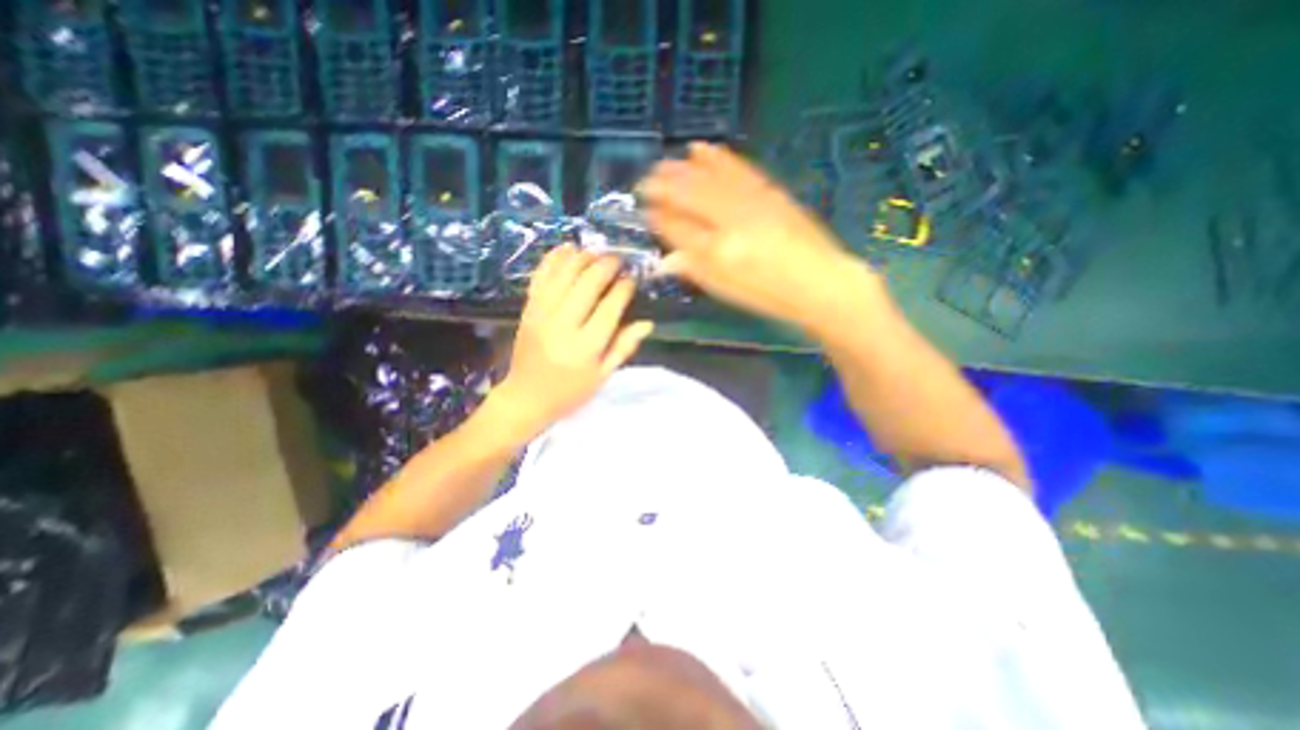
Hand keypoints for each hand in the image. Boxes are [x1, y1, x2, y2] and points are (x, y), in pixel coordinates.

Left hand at [484, 246, 655, 440]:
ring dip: (583, 257)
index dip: (624, 288)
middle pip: (587, 283)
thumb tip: (648, 323)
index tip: (632, 279)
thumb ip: (624, 347)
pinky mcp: (528, 308)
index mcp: (586, 347)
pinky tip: (569, 249)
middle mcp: (563, 325)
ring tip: (597, 254)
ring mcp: (542, 313)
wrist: (526, 396)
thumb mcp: (603, 375)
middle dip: (606, 265)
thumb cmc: (570, 391)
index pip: (610, 307)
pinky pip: (541, 275)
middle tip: (618, 260)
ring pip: (564, 273)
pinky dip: (554, 258)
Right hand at [641, 140, 877, 334]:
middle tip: (646, 181)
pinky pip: (737, 168)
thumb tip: (665, 261)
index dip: (658, 218)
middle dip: (663, 186)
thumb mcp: (727, 291)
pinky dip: (716, 157)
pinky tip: (700, 148)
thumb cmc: (769, 295)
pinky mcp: (768, 190)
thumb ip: (695, 270)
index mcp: (717, 253)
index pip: (677, 228)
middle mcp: (729, 222)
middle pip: (688, 196)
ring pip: (708, 178)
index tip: (645, 211)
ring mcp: (751, 202)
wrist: (820, 281)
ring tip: (663, 163)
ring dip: (682, 168)